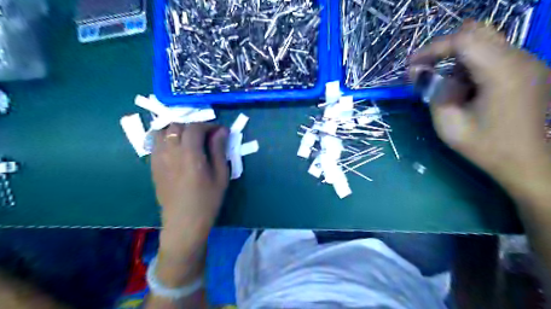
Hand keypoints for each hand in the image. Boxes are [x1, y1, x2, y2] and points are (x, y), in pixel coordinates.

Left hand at [149, 123, 227, 259]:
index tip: (220, 132)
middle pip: (177, 126)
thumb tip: (221, 131)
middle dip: (193, 126)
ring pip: (163, 131)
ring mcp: (158, 158)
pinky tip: (177, 149)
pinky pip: (156, 143)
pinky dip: (167, 139)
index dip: (209, 125)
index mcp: (189, 154)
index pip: (195, 127)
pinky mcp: (153, 165)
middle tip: (206, 136)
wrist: (184, 222)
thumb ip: (219, 149)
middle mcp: (170, 152)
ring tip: (189, 140)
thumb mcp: (221, 174)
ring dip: (177, 130)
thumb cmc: (207, 199)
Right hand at [408, 21, 550, 189]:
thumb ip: (432, 91)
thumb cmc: (484, 146)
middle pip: (476, 32)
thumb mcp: (448, 123)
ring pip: (484, 41)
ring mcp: (528, 62)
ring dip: (456, 57)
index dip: (433, 48)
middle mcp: (520, 59)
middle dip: (443, 48)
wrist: (525, 161)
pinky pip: (493, 53)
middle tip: (424, 69)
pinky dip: (470, 63)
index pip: (464, 40)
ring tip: (442, 82)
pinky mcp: (527, 68)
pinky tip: (463, 86)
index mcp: (502, 73)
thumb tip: (417, 71)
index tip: (412, 66)